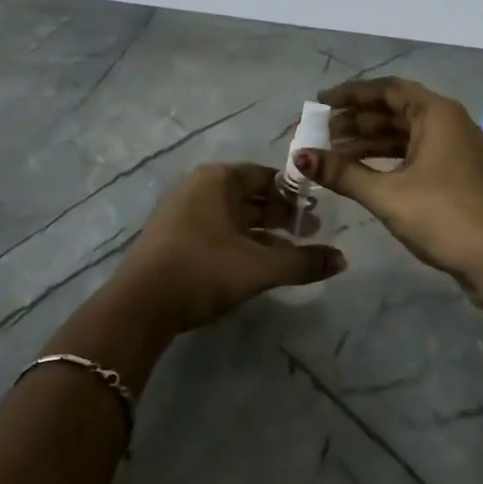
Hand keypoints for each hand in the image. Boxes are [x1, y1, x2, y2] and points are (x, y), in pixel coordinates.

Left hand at [100, 163, 345, 335]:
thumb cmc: (203, 271)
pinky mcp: (172, 236)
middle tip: (308, 236)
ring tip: (288, 254)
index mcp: (218, 179)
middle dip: (280, 215)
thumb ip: (303, 262)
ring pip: (232, 216)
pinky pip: (215, 230)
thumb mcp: (259, 267)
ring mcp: (181, 211)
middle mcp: (198, 186)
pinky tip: (255, 266)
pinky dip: (239, 243)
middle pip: (249, 195)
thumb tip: (342, 260)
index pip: (266, 177)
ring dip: (261, 233)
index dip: (294, 196)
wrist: (140, 306)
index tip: (316, 217)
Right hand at [298, 79, 482, 308]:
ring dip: (368, 143)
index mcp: (437, 113)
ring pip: (403, 136)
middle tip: (318, 133)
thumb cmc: (444, 215)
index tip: (320, 102)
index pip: (387, 90)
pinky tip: (359, 173)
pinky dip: (385, 160)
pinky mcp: (454, 175)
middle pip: (394, 111)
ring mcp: (453, 150)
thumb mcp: (387, 194)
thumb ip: (342, 173)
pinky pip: (412, 155)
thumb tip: (300, 156)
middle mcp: (447, 123)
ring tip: (330, 155)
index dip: (351, 94)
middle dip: (355, 121)